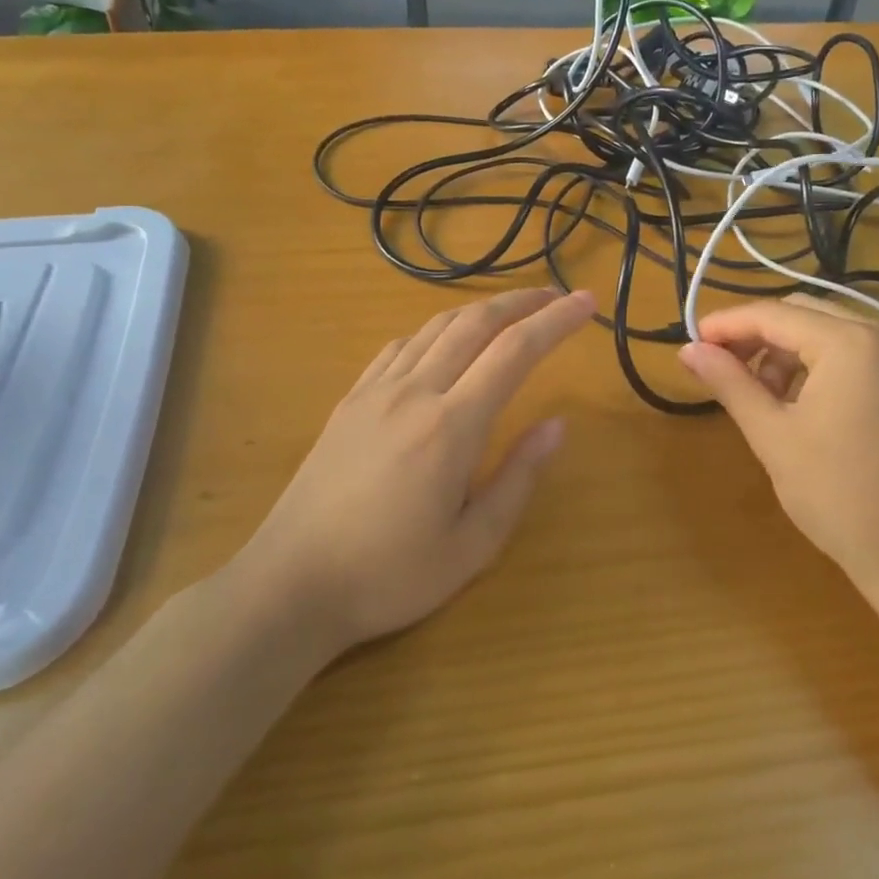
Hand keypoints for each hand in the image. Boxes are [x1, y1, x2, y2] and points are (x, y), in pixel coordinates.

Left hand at [239, 288, 597, 652]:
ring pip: (436, 327)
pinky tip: (445, 342)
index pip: (515, 352)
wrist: (291, 584)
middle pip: (476, 323)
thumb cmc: (390, 575)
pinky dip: (436, 330)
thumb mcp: (472, 545)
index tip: (587, 302)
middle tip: (557, 295)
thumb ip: (518, 478)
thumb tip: (556, 424)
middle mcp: (414, 392)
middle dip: (522, 302)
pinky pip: (400, 346)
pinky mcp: (351, 400)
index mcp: (451, 427)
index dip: (556, 321)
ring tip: (512, 312)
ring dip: (480, 310)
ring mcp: (376, 391)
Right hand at [678, 295, 878, 594]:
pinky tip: (804, 399)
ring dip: (790, 349)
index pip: (775, 315)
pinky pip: (859, 350)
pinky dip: (823, 362)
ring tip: (765, 394)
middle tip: (724, 367)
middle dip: (759, 335)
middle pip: (805, 313)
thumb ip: (729, 382)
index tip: (692, 342)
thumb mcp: (772, 435)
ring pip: (832, 329)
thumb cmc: (836, 495)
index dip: (728, 325)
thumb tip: (687, 350)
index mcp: (852, 343)